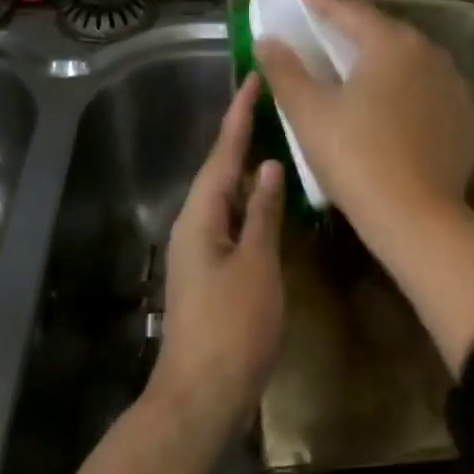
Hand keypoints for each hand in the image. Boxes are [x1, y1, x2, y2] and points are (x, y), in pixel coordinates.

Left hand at [151, 75, 285, 433]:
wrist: (202, 393)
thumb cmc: (232, 327)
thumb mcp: (256, 265)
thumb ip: (264, 213)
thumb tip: (270, 166)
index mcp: (202, 215)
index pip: (223, 153)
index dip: (239, 116)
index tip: (253, 79)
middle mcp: (196, 223)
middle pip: (221, 168)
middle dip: (243, 134)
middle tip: (271, 101)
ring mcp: (202, 248)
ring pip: (227, 194)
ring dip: (249, 166)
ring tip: (277, 136)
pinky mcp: (213, 269)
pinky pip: (233, 218)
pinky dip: (252, 199)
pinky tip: (273, 196)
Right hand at [254, 0, 473, 233]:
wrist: (417, 217)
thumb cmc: (356, 158)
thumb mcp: (309, 113)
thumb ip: (286, 71)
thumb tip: (268, 40)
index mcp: (389, 44)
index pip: (346, 8)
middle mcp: (428, 53)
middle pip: (381, 29)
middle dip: (350, 22)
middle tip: (324, 18)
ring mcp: (452, 85)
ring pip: (408, 58)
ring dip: (379, 54)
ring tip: (356, 60)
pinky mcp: (464, 116)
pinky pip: (427, 87)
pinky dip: (403, 85)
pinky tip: (390, 101)